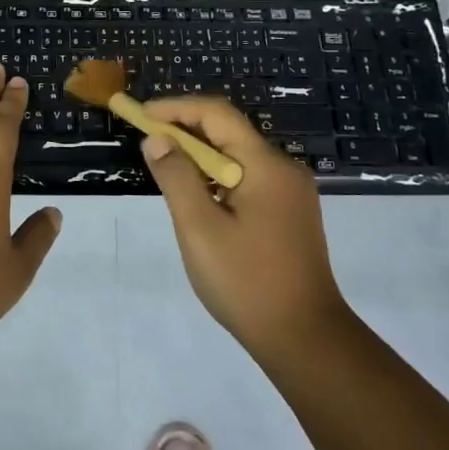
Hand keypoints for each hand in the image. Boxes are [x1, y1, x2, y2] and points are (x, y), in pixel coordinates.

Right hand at [140, 97, 347, 359]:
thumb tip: (156, 140)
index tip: (142, 115)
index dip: (176, 108)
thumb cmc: (247, 282)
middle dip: (186, 131)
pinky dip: (218, 179)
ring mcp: (291, 193)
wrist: (306, 340)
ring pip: (238, 158)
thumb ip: (176, 178)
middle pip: (229, 133)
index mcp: (266, 165)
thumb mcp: (200, 229)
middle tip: (147, 141)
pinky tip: (198, 200)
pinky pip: (248, 180)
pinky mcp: (290, 215)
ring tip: (166, 170)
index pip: (217, 114)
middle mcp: (284, 170)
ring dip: (200, 157)